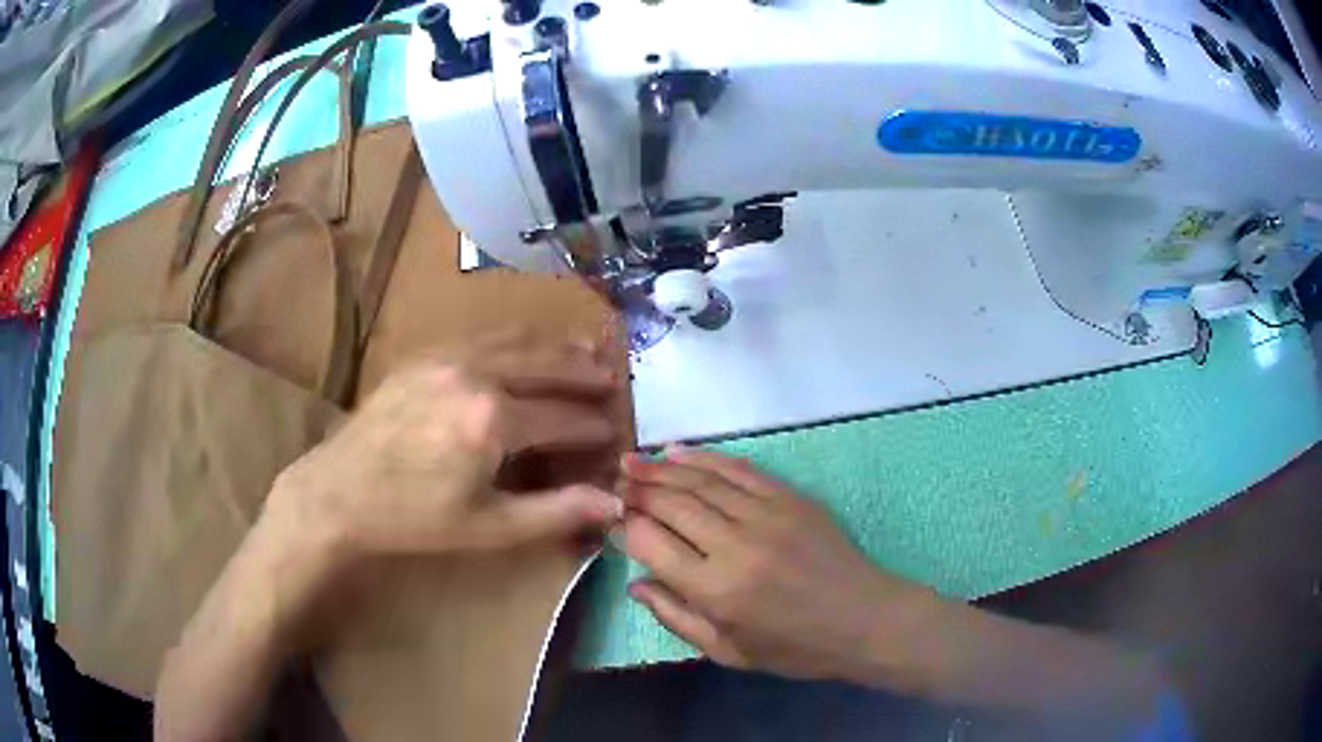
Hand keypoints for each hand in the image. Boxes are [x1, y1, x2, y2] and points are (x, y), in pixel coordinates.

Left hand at [267, 333, 624, 567]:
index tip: (617, 431)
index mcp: (493, 420)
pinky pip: (484, 336)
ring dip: (556, 349)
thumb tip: (615, 505)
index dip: (595, 425)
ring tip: (587, 353)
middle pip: (547, 365)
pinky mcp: (425, 354)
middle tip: (616, 380)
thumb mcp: (488, 527)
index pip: (564, 416)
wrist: (338, 491)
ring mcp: (448, 356)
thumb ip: (555, 512)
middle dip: (586, 374)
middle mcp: (476, 374)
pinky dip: (518, 340)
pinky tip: (528, 346)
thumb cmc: (413, 518)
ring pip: (518, 342)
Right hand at [621, 447, 937, 684]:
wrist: (863, 619)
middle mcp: (736, 546)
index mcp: (716, 591)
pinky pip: (740, 470)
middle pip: (672, 504)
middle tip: (616, 483)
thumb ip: (676, 617)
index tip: (611, 518)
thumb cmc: (794, 647)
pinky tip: (680, 452)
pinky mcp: (790, 498)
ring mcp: (766, 516)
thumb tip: (635, 583)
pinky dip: (706, 458)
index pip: (651, 544)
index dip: (624, 526)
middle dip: (637, 491)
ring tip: (633, 461)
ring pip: (701, 481)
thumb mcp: (728, 652)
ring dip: (662, 468)